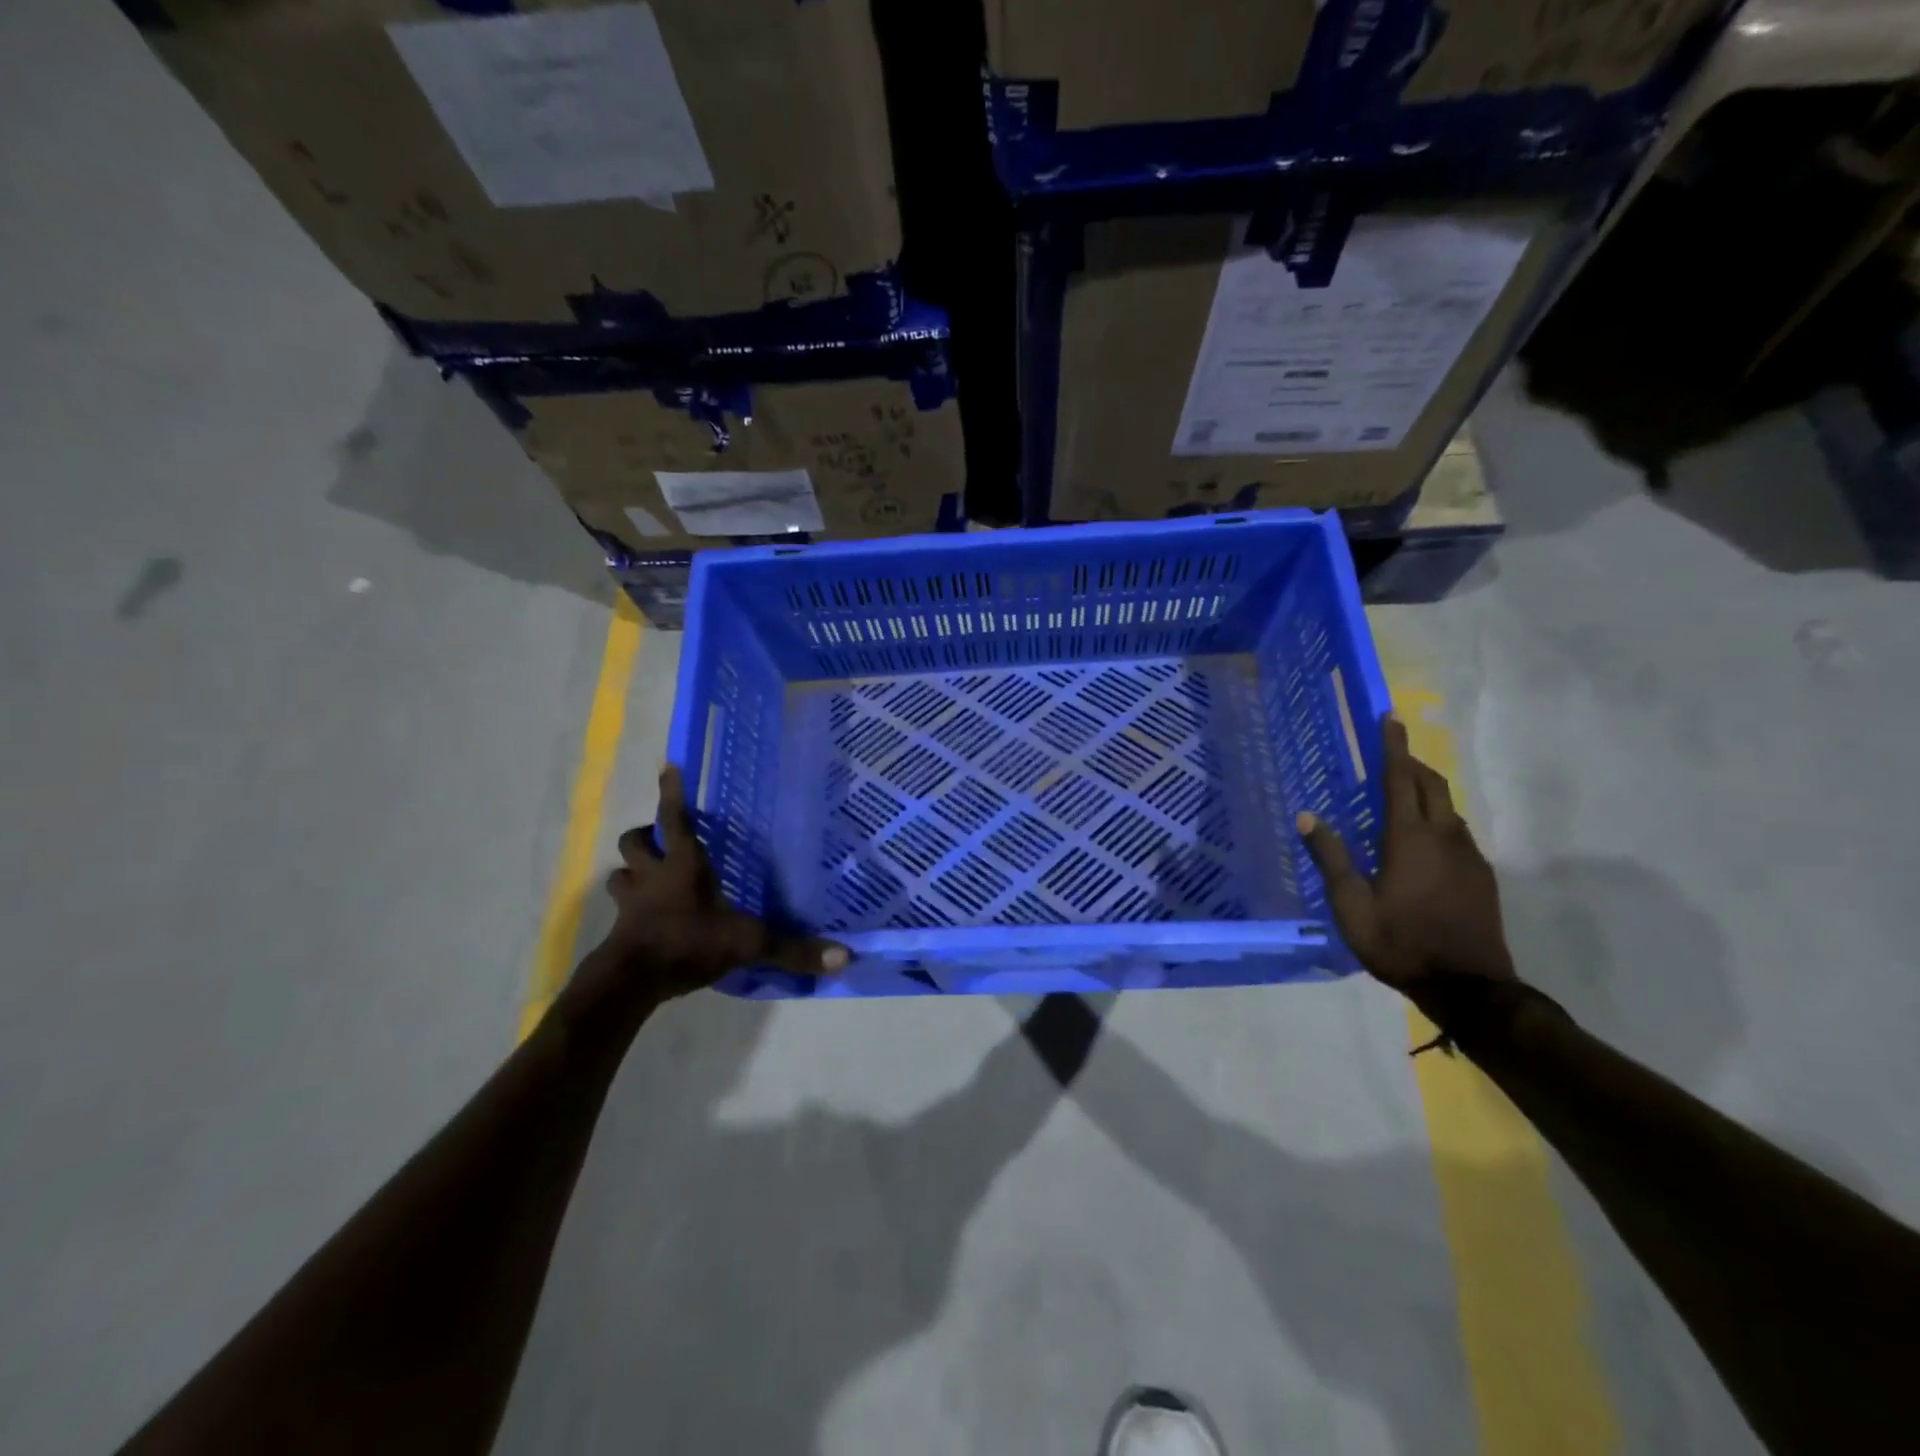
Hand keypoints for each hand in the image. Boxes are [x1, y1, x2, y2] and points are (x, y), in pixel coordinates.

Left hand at [589, 765, 848, 1004]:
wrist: (631, 982)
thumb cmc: (688, 943)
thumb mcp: (748, 944)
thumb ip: (792, 949)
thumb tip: (844, 958)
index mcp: (683, 864)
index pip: (675, 818)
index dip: (673, 792)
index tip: (669, 766)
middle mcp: (653, 875)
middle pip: (635, 841)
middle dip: (645, 835)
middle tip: (663, 839)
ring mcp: (631, 903)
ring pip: (620, 873)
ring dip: (632, 871)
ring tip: (650, 876)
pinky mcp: (619, 930)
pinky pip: (620, 909)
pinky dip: (630, 907)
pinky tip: (646, 918)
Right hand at [1297, 716, 1514, 991]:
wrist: (1470, 988)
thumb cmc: (1401, 943)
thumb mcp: (1351, 906)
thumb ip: (1331, 858)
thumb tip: (1307, 817)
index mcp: (1409, 839)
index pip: (1400, 779)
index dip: (1394, 747)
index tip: (1390, 717)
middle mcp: (1444, 837)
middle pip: (1432, 785)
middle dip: (1413, 763)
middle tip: (1391, 753)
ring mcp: (1469, 856)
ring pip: (1448, 808)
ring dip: (1426, 791)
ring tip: (1401, 795)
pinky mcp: (1482, 876)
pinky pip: (1457, 831)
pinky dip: (1438, 819)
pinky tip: (1423, 840)